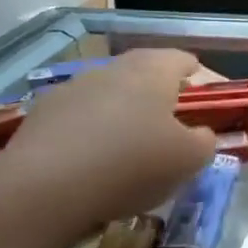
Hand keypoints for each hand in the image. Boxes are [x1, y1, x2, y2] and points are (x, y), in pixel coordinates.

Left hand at [0, 49, 216, 233]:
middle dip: (159, 97)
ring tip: (127, 152)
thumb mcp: (188, 161)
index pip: (184, 60)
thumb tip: (200, 135)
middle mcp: (114, 67)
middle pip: (145, 74)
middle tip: (169, 130)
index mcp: (154, 70)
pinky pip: (79, 117)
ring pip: (110, 94)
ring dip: (122, 114)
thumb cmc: (131, 164)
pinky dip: (89, 133)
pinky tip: (89, 164)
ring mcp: (74, 86)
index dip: (199, 80)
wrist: (43, 187)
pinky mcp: (43, 112)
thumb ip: (205, 142)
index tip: (204, 105)